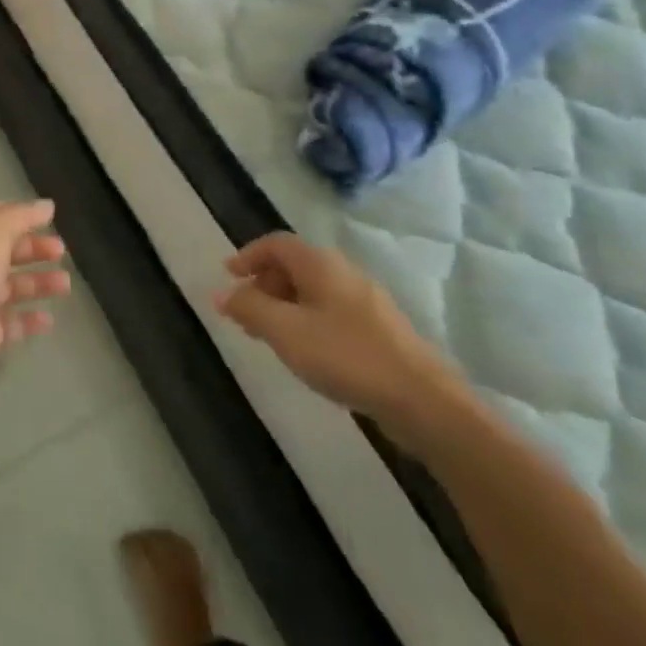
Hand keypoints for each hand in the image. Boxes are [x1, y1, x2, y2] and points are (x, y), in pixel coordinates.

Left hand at [0, 200, 70, 399]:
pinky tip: (49, 319)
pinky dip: (27, 321)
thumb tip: (47, 206)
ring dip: (36, 284)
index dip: (18, 216)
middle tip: (61, 251)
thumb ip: (21, 217)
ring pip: (7, 288)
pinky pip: (6, 324)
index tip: (49, 220)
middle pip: (1, 252)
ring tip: (65, 285)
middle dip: (31, 250)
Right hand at [214, 234, 461, 436]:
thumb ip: (250, 309)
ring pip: (313, 292)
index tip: (228, 276)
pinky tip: (308, 353)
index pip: (276, 244)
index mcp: (319, 264)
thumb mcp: (286, 332)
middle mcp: (343, 272)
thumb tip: (221, 293)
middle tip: (245, 313)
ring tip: (270, 337)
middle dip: (265, 285)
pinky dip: (308, 322)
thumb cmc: (346, 356)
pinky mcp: (381, 330)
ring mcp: (366, 301)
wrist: (424, 401)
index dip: (248, 255)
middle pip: (294, 266)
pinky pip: (331, 312)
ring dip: (285, 306)